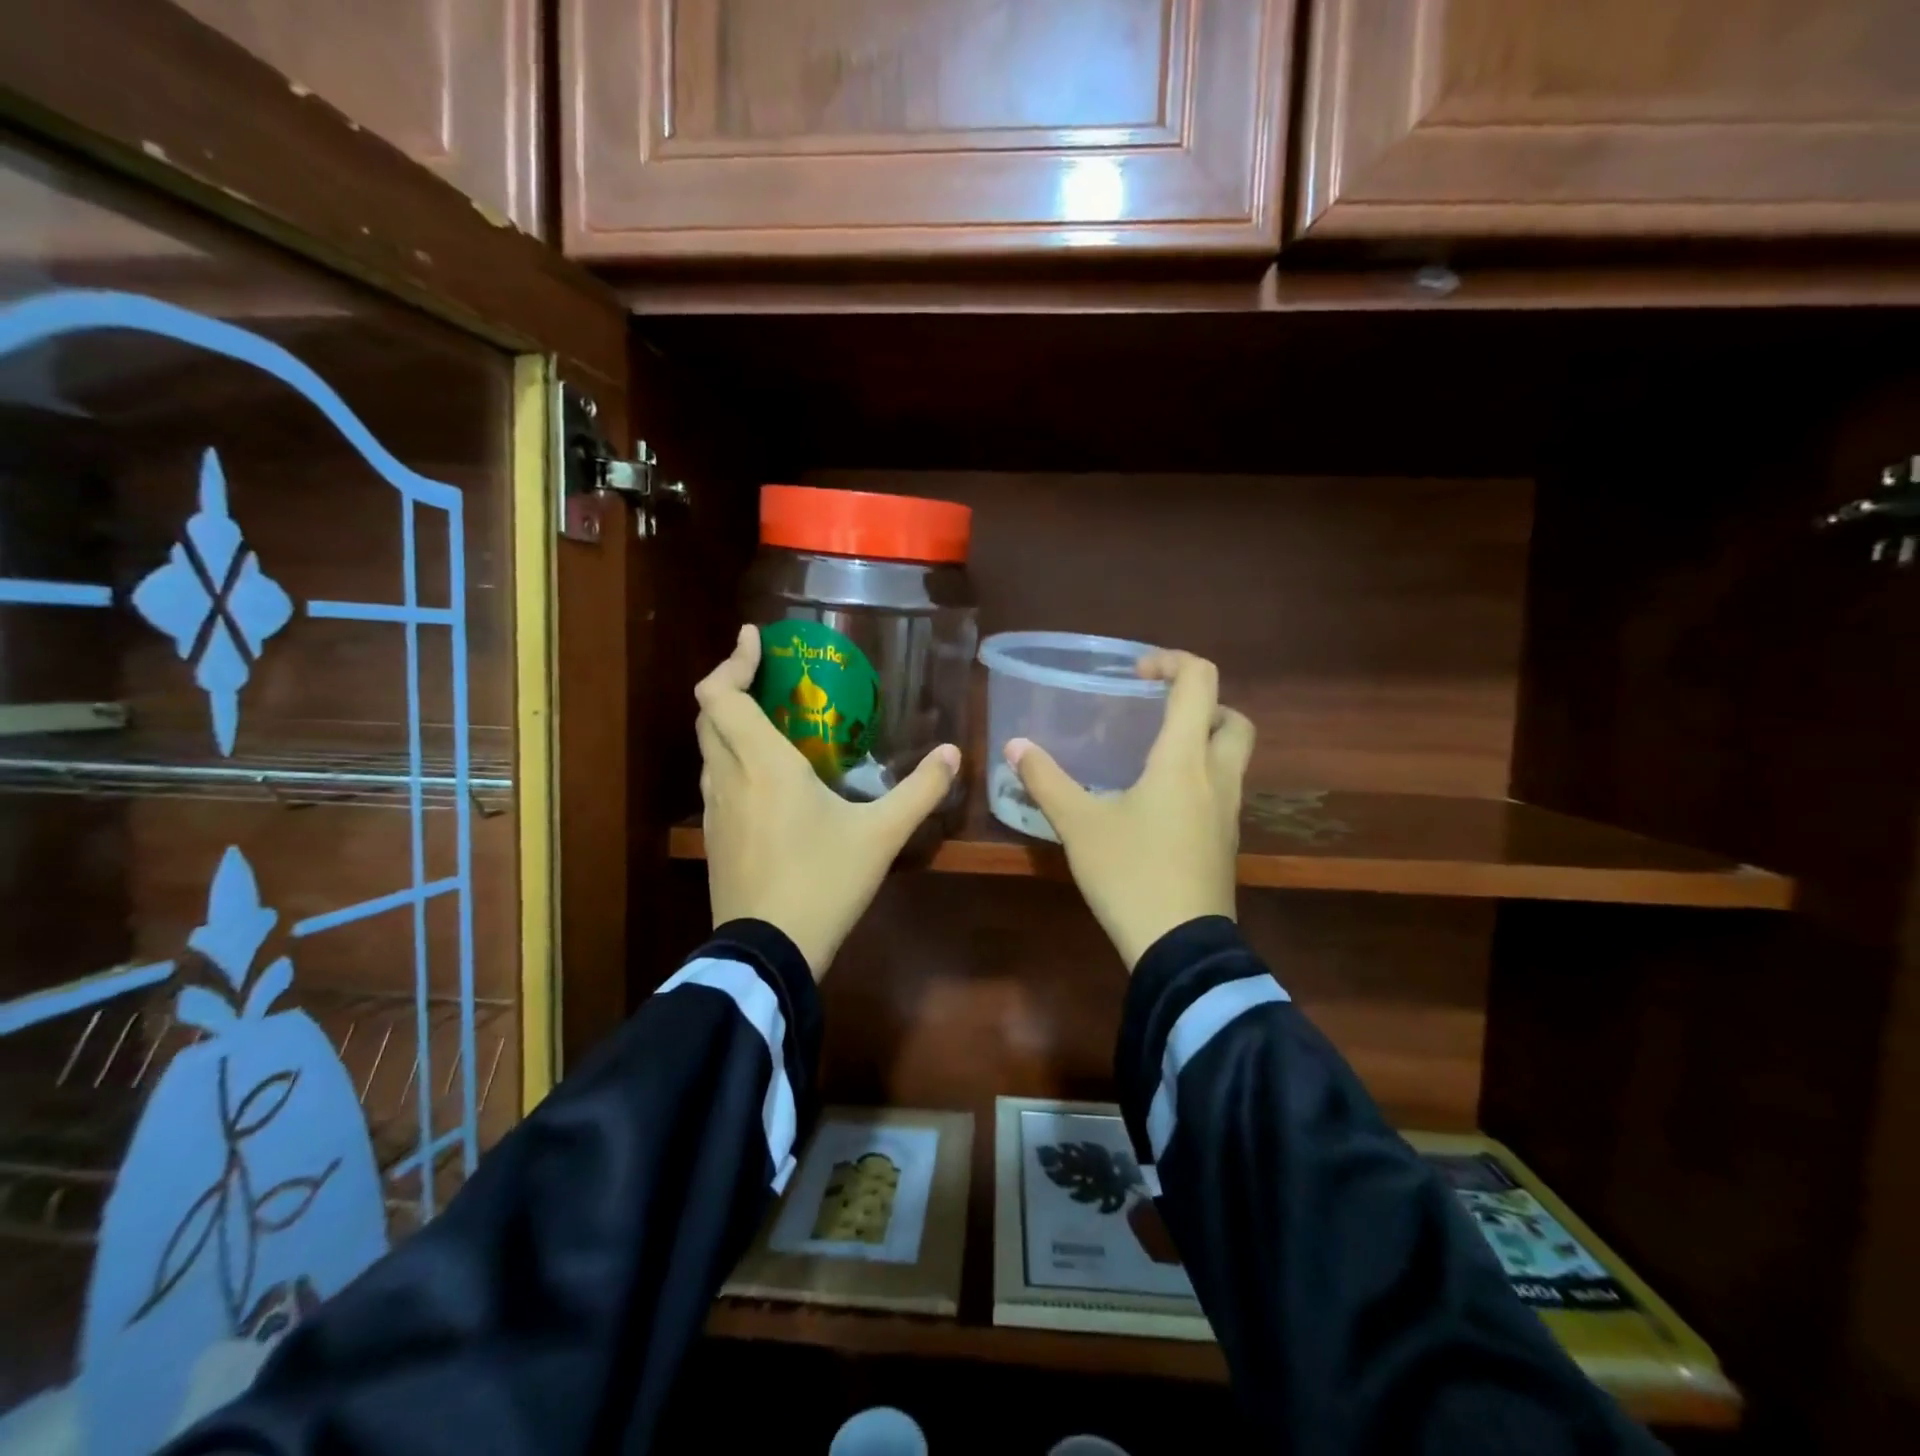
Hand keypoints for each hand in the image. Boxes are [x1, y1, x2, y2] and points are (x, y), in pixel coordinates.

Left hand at [696, 625, 961, 979]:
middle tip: (768, 678)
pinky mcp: (714, 838)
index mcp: (763, 764)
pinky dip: (731, 760)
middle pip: (708, 715)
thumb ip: (920, 790)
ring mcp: (715, 810)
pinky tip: (765, 779)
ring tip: (769, 721)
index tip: (755, 639)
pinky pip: (715, 781)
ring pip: (708, 750)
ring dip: (729, 724)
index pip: (721, 695)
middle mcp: (729, 777)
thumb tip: (953, 753)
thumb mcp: (882, 835)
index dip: (732, 660)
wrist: (769, 950)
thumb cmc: (824, 881)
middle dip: (730, 686)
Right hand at [1006, 651, 1252, 971]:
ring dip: (1202, 741)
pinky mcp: (1225, 842)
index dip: (1172, 662)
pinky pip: (1222, 790)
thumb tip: (1016, 746)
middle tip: (1158, 713)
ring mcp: (1229, 812)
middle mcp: (1217, 777)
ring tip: (1152, 755)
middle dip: (1201, 704)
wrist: (1180, 948)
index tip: (1136, 674)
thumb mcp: (1079, 825)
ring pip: (1232, 757)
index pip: (1200, 681)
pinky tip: (1157, 803)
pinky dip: (1199, 777)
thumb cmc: (1131, 874)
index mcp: (1184, 758)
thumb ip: (1046, 780)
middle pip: (1232, 719)